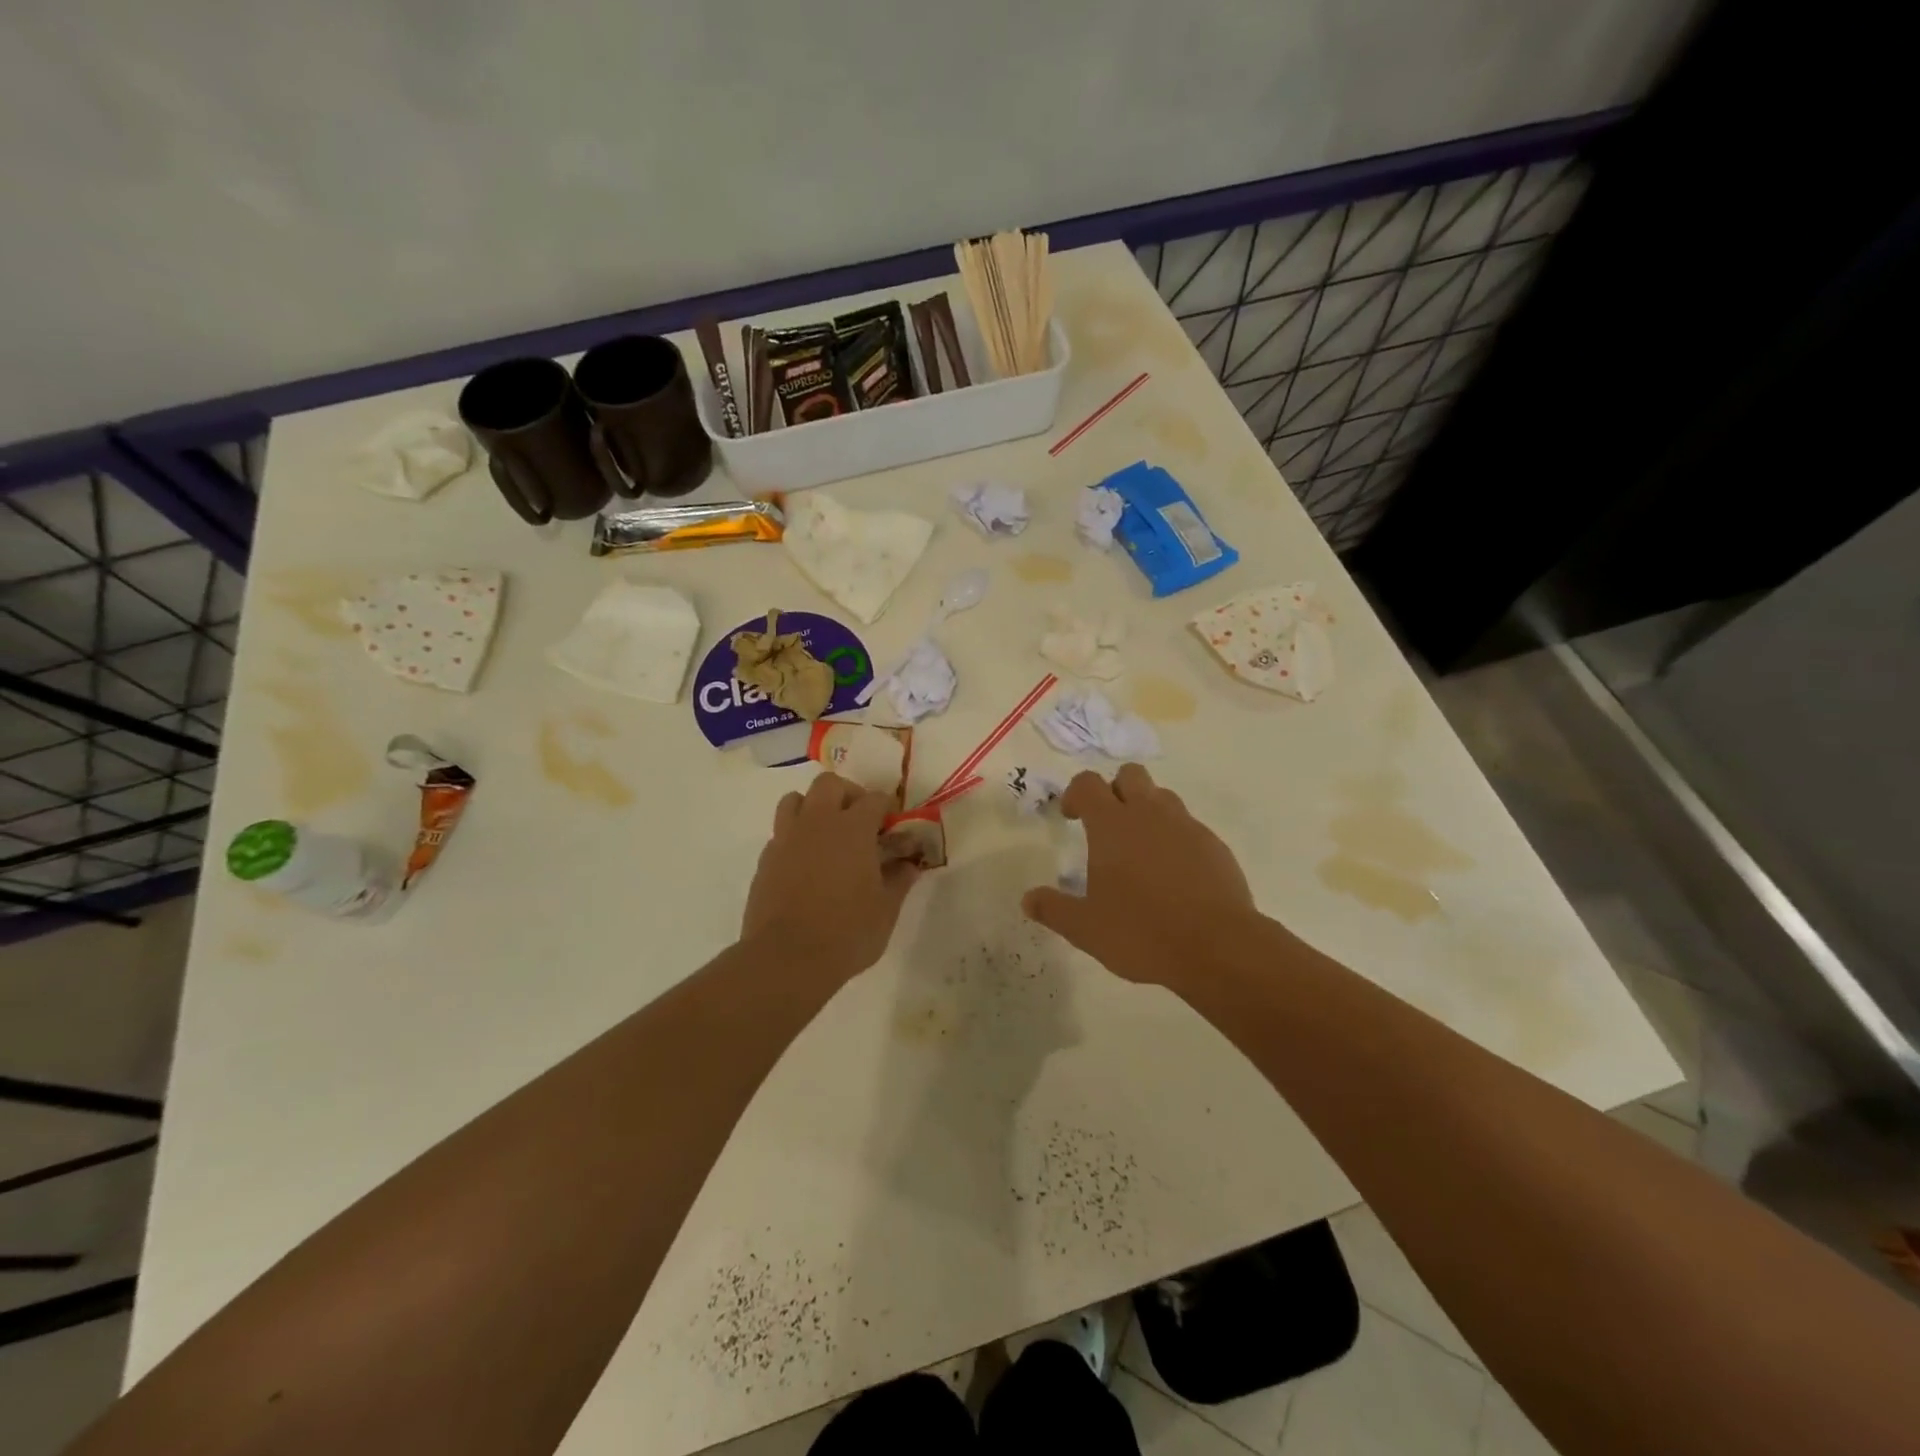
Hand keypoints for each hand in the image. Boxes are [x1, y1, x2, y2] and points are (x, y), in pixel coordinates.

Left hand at [742, 772, 920, 984]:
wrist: (786, 958)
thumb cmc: (847, 932)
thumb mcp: (886, 909)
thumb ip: (899, 881)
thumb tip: (909, 865)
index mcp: (852, 829)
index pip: (874, 799)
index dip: (886, 808)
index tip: (892, 826)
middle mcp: (817, 823)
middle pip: (829, 784)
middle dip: (847, 794)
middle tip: (859, 822)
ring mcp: (786, 839)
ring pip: (795, 800)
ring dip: (813, 808)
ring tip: (826, 835)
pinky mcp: (765, 860)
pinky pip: (780, 833)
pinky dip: (795, 838)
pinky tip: (806, 865)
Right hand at [1021, 764, 1256, 987]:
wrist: (1217, 947)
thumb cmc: (1141, 932)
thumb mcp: (1086, 929)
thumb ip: (1054, 909)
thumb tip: (1028, 900)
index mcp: (1112, 826)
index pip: (1088, 783)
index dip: (1075, 794)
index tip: (1071, 817)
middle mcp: (1149, 815)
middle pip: (1130, 775)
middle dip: (1115, 790)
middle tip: (1107, 826)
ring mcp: (1187, 827)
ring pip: (1163, 797)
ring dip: (1147, 810)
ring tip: (1141, 850)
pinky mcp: (1215, 846)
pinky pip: (1189, 826)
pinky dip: (1176, 838)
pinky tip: (1174, 874)